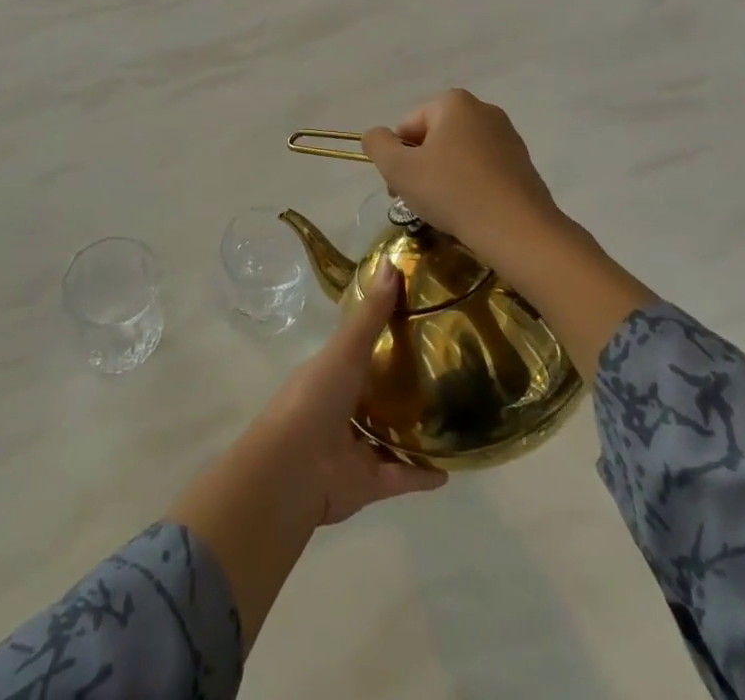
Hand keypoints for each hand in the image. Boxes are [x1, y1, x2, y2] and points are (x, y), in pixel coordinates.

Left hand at [254, 261, 447, 523]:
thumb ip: (371, 313)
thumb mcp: (346, 349)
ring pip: (387, 438)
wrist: (294, 468)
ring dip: (412, 433)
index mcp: (330, 375)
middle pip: (374, 396)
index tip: (417, 325)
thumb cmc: (316, 398)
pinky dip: (422, 476)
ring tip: (450, 420)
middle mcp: (340, 410)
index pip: (359, 353)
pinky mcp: (367, 484)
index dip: (384, 340)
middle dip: (400, 388)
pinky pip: (400, 477)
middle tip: (443, 374)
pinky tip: (450, 470)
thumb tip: (389, 261)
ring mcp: (352, 449)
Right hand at [361, 89, 567, 263]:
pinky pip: (482, 170)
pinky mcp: (522, 163)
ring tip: (446, 210)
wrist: (518, 230)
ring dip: (444, 178)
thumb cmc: (452, 192)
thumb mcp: (399, 169)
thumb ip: (377, 145)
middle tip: (419, 201)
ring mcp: (507, 136)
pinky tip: (471, 211)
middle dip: (421, 167)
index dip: (398, 158)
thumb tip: (375, 135)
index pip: (408, 126)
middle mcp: (483, 110)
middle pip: (434, 138)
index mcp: (454, 102)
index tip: (401, 188)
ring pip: (458, 155)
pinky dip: (470, 186)